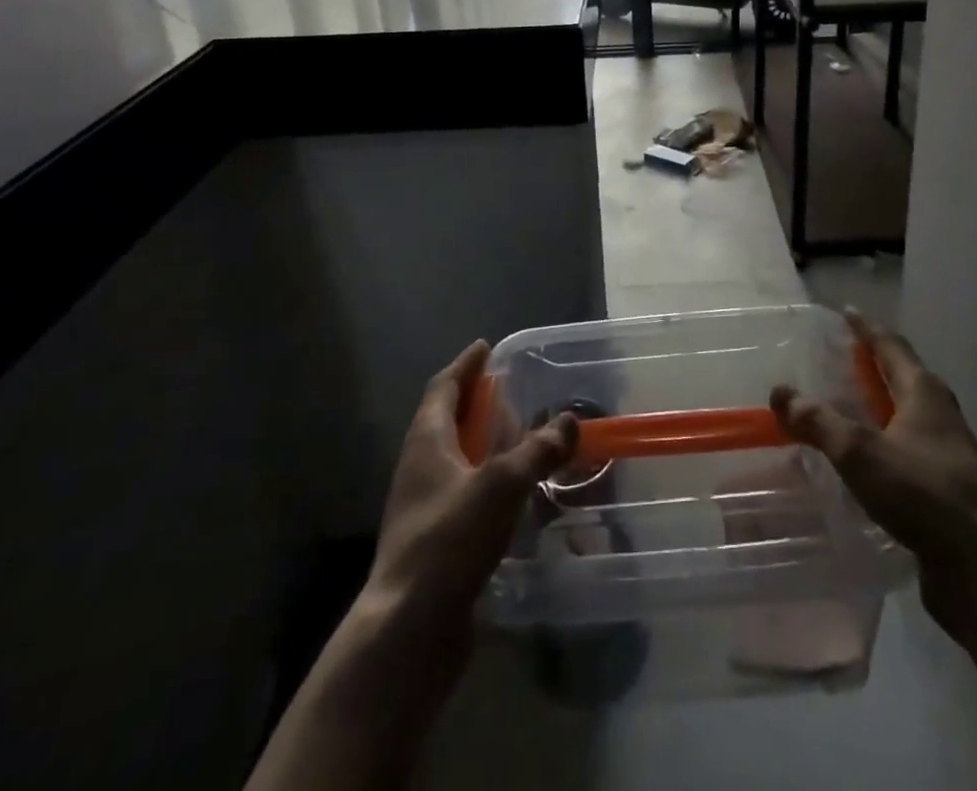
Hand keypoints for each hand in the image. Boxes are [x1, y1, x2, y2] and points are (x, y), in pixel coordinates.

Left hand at [367, 341, 576, 625]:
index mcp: (426, 441)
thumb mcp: (499, 486)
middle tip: (510, 391)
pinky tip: (514, 496)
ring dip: (483, 444)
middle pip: (446, 421)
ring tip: (519, 438)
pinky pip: (463, 495)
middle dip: (476, 403)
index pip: (443, 388)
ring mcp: (424, 507)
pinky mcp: (435, 542)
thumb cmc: (448, 541)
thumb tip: (568, 421)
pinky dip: (487, 483)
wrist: (408, 630)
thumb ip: (536, 451)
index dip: (465, 366)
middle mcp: (419, 467)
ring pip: (455, 460)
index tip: (485, 347)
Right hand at [770, 308, 976, 643]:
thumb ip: (818, 421)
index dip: (866, 328)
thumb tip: (780, 392)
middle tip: (836, 360)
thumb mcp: (860, 451)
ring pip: (905, 416)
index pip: (890, 345)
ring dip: (876, 408)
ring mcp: (948, 453)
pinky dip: (882, 445)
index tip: (846, 312)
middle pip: (901, 377)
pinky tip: (861, 465)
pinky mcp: (947, 490)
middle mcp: (939, 414)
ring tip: (841, 410)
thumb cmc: (924, 493)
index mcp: (923, 392)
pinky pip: (906, 452)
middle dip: (870, 366)